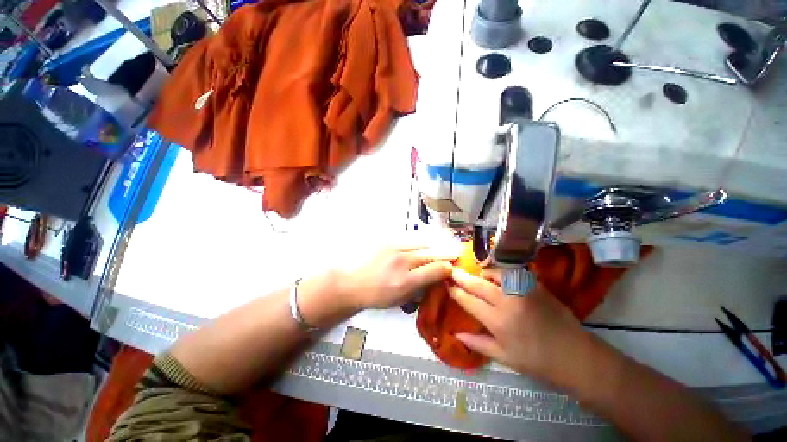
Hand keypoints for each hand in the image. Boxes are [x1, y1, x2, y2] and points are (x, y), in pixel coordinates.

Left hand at [341, 246, 455, 309]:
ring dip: (436, 242)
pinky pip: (410, 236)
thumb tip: (435, 278)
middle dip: (446, 252)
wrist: (351, 282)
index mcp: (405, 282)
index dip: (447, 268)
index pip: (435, 270)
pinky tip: (427, 239)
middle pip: (431, 253)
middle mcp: (402, 262)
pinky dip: (422, 238)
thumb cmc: (375, 295)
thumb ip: (419, 288)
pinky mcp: (387, 240)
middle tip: (456, 251)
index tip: (451, 268)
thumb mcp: (399, 300)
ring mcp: (394, 248)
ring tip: (446, 241)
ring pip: (422, 241)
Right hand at [448, 268, 588, 382]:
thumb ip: (477, 344)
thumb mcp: (504, 358)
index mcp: (498, 322)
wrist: (576, 356)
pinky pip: (513, 273)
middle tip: (452, 270)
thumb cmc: (537, 362)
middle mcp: (508, 302)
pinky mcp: (536, 285)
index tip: (446, 284)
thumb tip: (455, 334)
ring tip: (477, 273)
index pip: (469, 302)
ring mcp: (523, 291)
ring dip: (483, 272)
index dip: (456, 292)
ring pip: (496, 273)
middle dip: (462, 277)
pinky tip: (498, 275)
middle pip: (478, 285)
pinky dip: (502, 272)